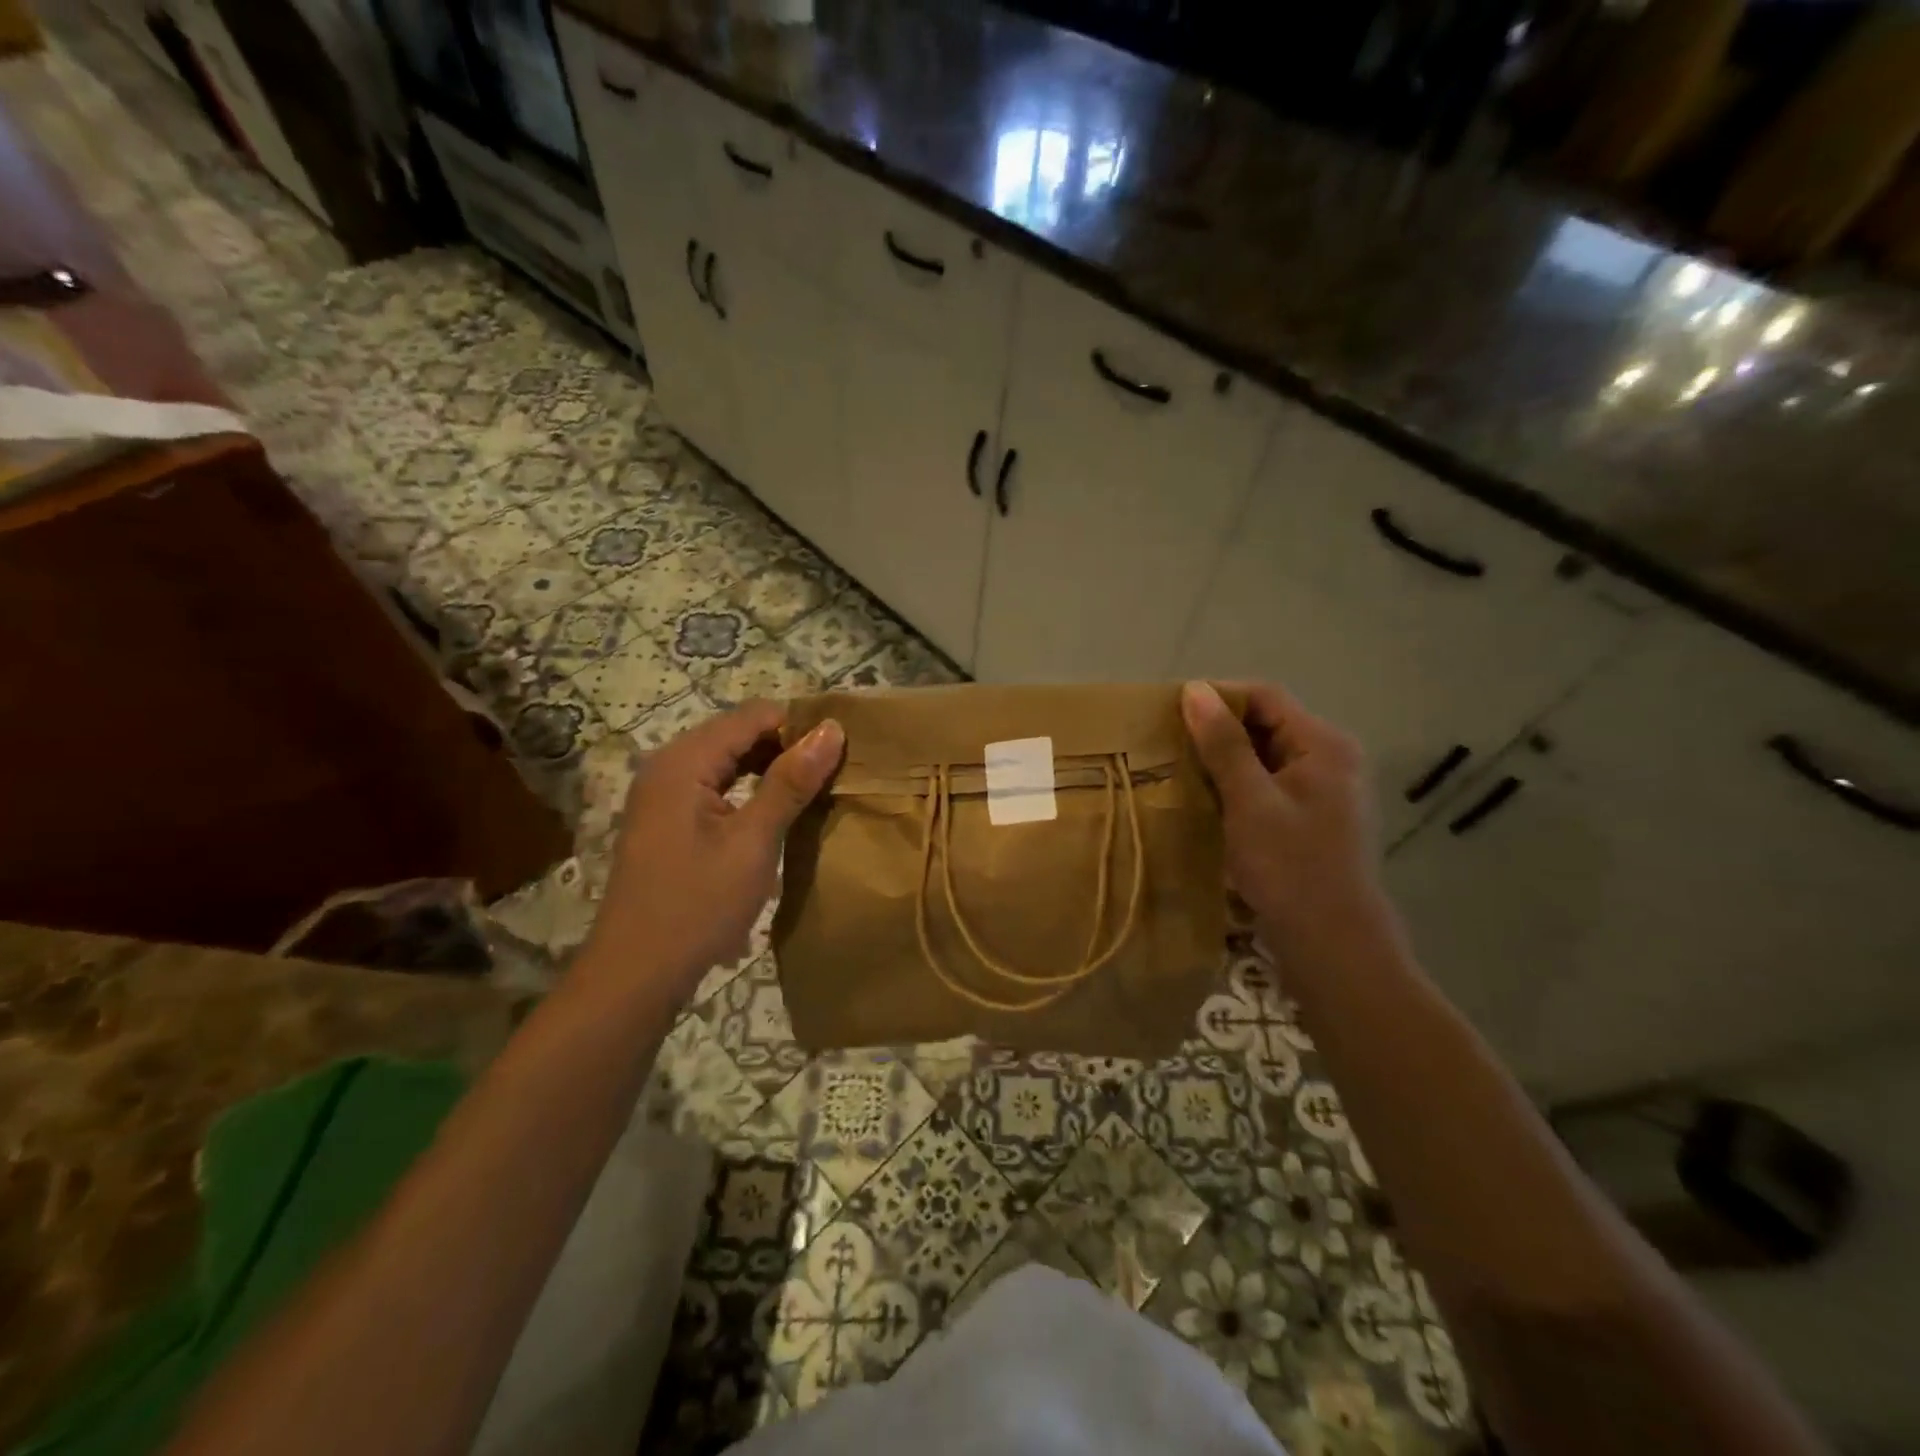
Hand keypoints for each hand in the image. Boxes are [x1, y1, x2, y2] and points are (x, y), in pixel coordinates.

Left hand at [582, 700, 843, 1007]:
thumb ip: (790, 782)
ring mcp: (664, 795)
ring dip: (772, 769)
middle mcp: (668, 766)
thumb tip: (831, 730)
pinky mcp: (668, 821)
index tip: (844, 747)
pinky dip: (751, 791)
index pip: (752, 716)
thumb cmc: (697, 905)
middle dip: (788, 746)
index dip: (800, 724)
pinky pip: (717, 787)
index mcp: (683, 761)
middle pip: (738, 734)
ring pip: (729, 761)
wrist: (636, 975)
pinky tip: (781, 811)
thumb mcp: (752, 842)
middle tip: (837, 769)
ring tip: (818, 788)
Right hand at [1181, 681, 1388, 953]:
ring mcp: (1319, 792)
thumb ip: (1224, 745)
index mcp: (1323, 745)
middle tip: (1167, 744)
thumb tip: (1195, 690)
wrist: (1333, 947)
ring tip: (1177, 771)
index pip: (1264, 697)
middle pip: (1265, 725)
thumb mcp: (1250, 802)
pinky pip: (1264, 787)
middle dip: (1216, 731)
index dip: (1217, 697)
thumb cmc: (1291, 869)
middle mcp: (1327, 760)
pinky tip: (1204, 802)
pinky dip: (1234, 787)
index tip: (1170, 714)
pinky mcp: (1307, 819)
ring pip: (1261, 758)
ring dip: (1221, 761)